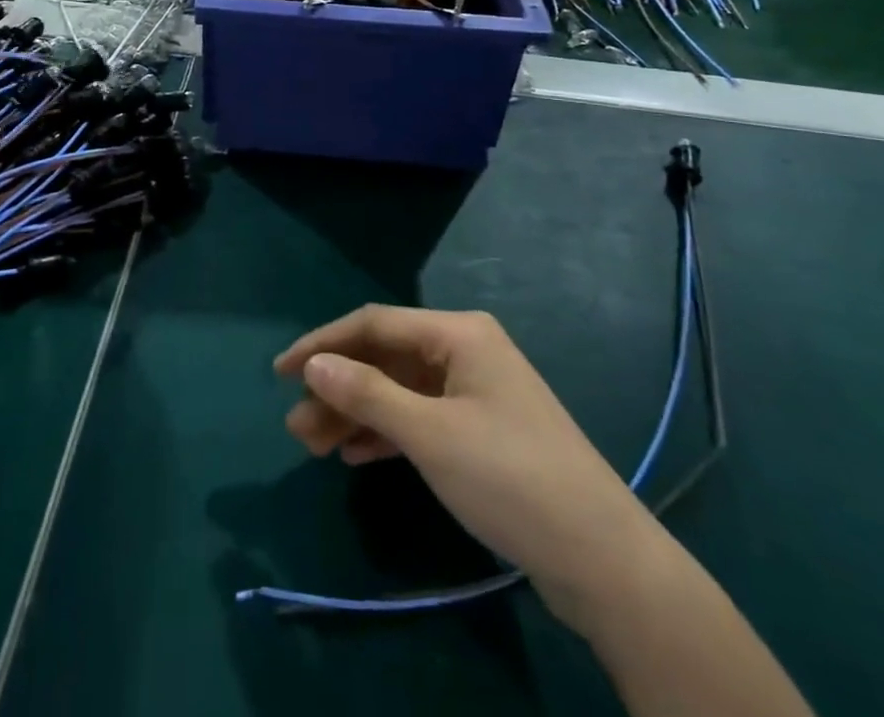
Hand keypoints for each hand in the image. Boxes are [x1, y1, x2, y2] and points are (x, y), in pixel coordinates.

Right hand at [275, 305, 654, 623]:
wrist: (603, 559)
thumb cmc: (510, 477)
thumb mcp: (430, 434)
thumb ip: (367, 394)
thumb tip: (312, 365)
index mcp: (458, 333)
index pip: (374, 324)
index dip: (323, 344)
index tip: (281, 372)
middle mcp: (465, 351)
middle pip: (385, 359)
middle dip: (339, 389)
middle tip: (297, 428)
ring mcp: (475, 392)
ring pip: (400, 392)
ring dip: (357, 415)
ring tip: (315, 446)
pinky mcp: (482, 431)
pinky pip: (420, 419)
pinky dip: (387, 433)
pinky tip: (357, 455)